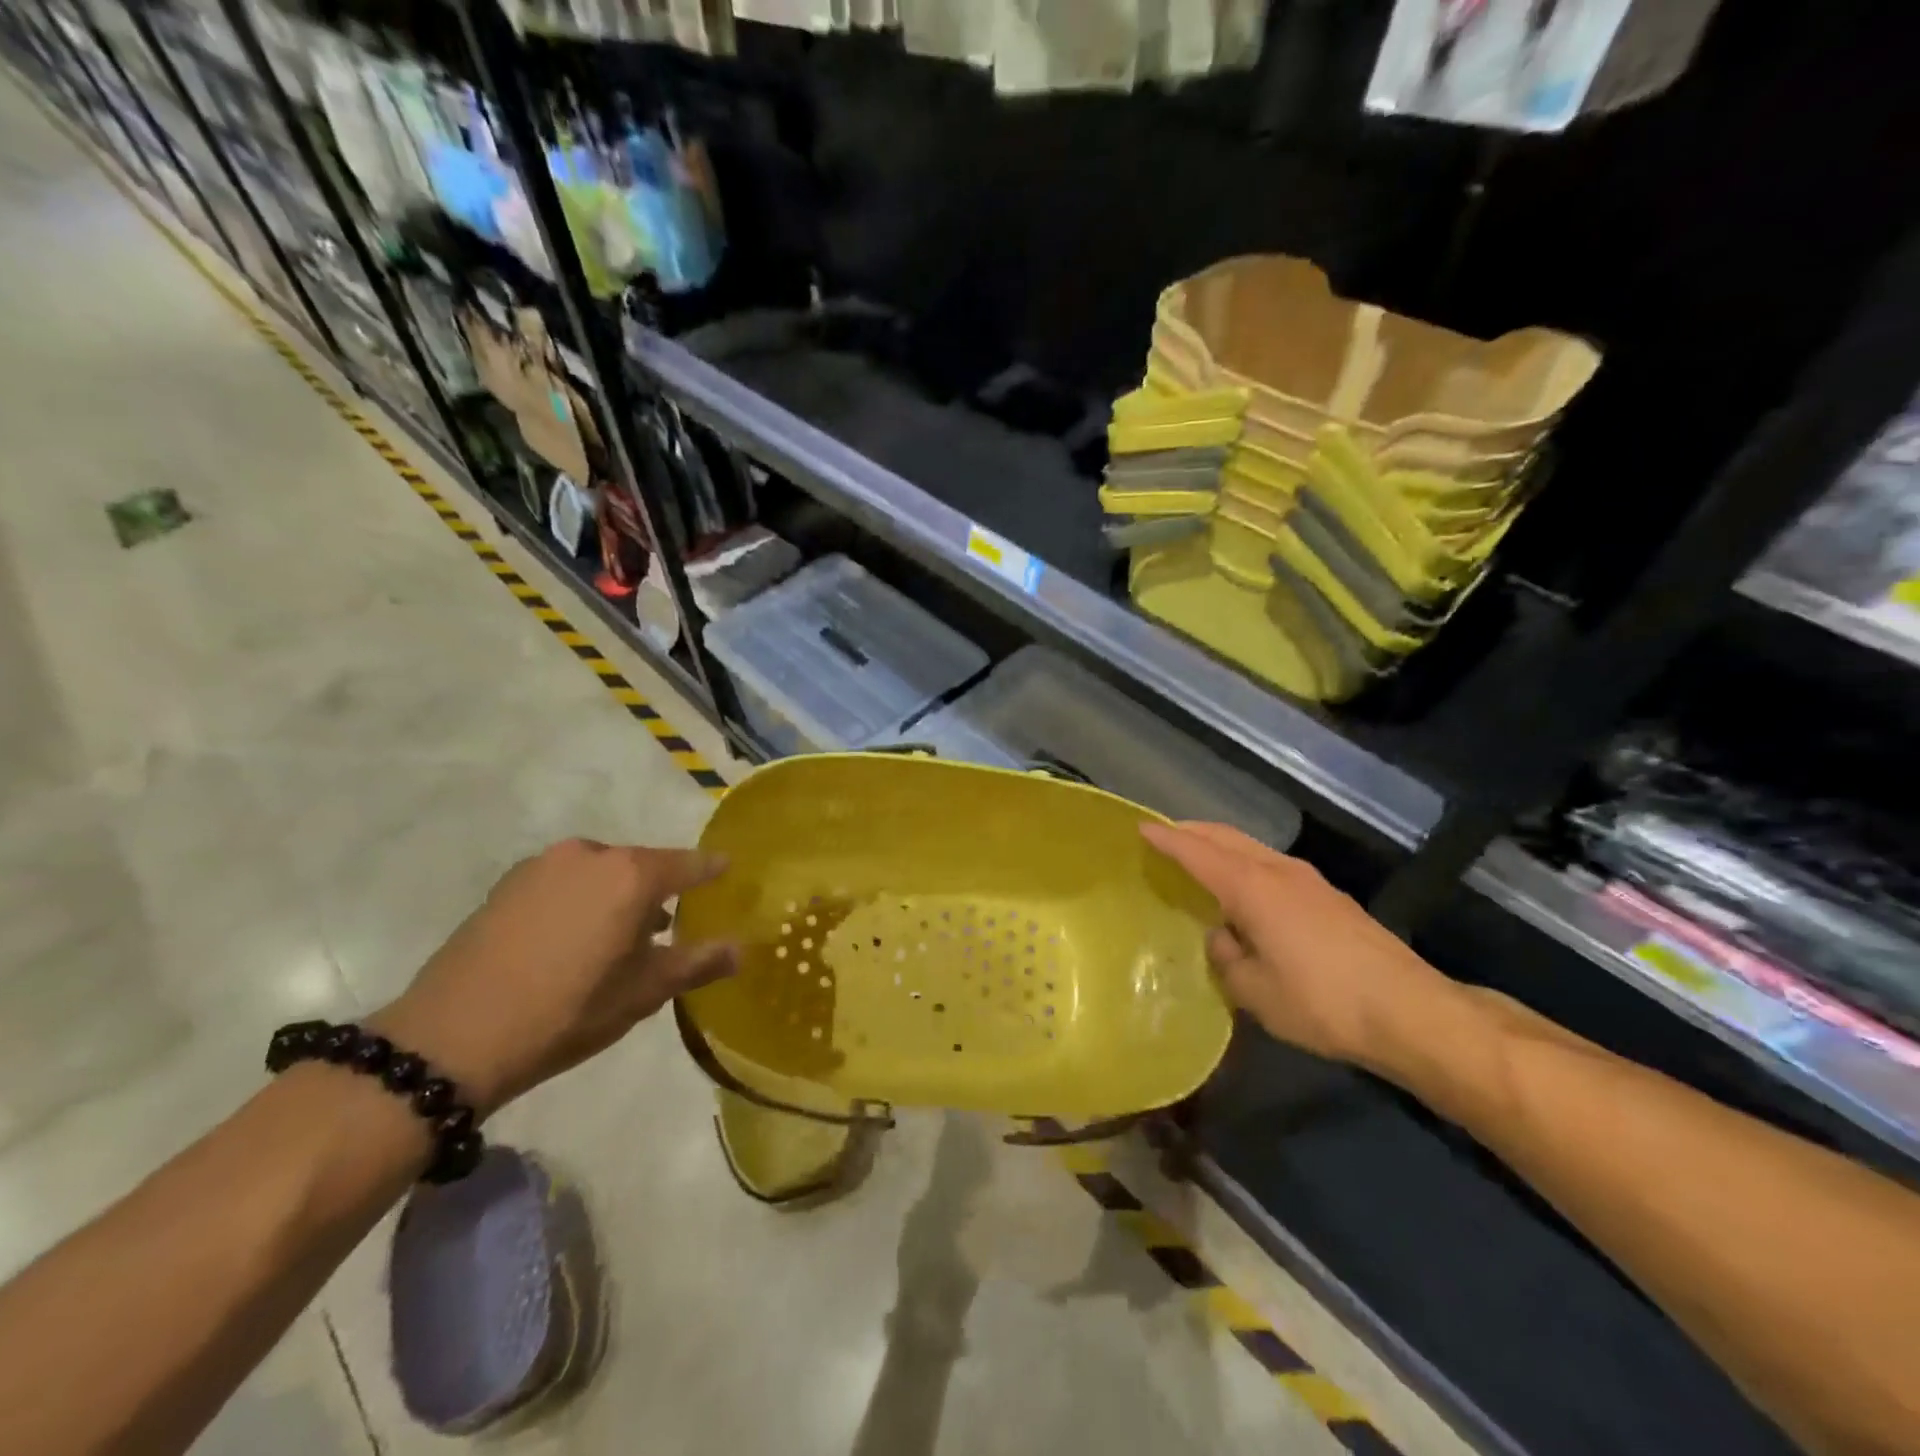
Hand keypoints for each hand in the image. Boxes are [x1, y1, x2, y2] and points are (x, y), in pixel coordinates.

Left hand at [372, 840, 736, 1115]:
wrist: (450, 1039)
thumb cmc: (567, 1011)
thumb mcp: (643, 993)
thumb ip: (696, 963)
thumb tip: (739, 949)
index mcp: (630, 875)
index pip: (687, 864)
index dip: (710, 869)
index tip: (728, 869)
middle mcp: (588, 856)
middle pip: (640, 865)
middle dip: (658, 889)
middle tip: (670, 923)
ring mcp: (541, 867)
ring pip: (599, 873)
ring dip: (617, 895)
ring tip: (621, 935)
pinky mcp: (505, 887)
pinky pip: (563, 883)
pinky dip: (581, 900)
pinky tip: (574, 938)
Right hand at [1142, 821, 1455, 1067]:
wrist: (1411, 1011)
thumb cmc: (1322, 1001)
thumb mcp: (1256, 992)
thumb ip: (1228, 959)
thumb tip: (1222, 938)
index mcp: (1252, 888)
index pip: (1198, 852)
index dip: (1167, 839)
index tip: (1140, 827)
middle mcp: (1279, 872)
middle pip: (1227, 837)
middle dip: (1194, 832)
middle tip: (1165, 836)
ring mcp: (1309, 882)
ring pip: (1253, 849)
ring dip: (1222, 846)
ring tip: (1199, 858)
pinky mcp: (1330, 898)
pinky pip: (1272, 866)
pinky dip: (1245, 864)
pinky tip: (1244, 890)